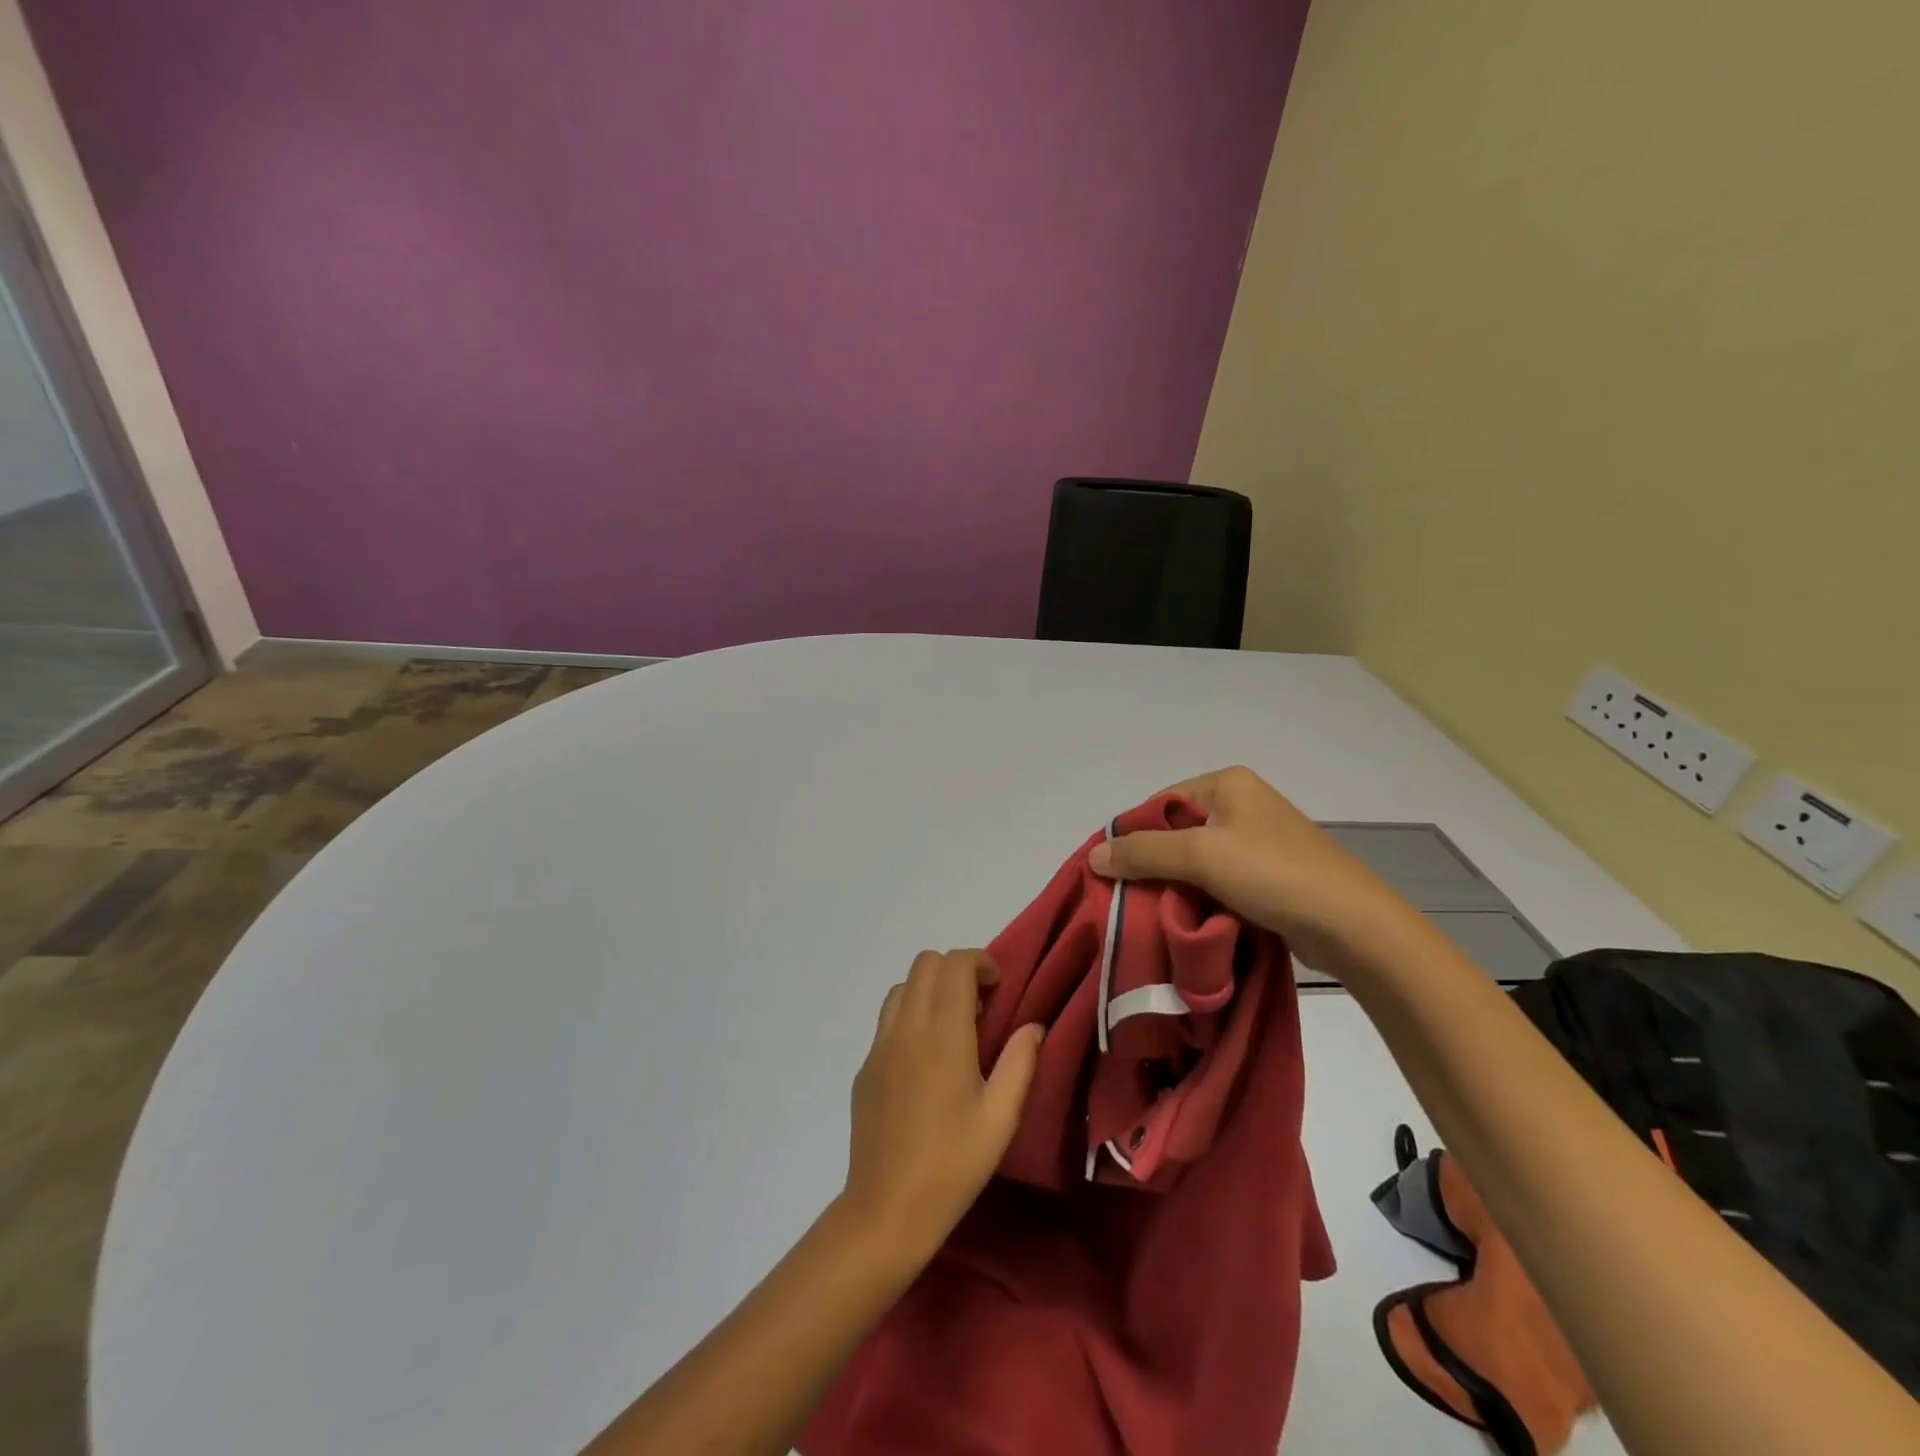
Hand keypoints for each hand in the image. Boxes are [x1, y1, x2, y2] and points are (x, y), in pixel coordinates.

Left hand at [841, 950, 1043, 1261]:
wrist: (886, 1209)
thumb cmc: (953, 1164)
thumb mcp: (1000, 1117)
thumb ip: (1020, 1062)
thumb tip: (1033, 1026)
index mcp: (942, 1033)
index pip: (954, 964)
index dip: (979, 962)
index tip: (998, 989)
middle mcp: (906, 1027)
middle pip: (925, 963)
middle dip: (955, 970)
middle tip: (978, 1007)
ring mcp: (879, 1045)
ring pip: (902, 987)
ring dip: (929, 990)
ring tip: (951, 1029)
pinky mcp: (865, 1067)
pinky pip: (888, 1019)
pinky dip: (910, 1017)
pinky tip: (925, 1061)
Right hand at [1087, 766, 1437, 980]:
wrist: (1352, 926)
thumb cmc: (1273, 874)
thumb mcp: (1199, 856)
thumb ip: (1143, 853)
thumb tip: (1094, 856)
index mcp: (1226, 783)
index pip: (1159, 803)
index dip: (1132, 836)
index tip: (1112, 873)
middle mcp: (1241, 804)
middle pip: (1176, 832)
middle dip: (1153, 864)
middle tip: (1128, 898)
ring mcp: (1257, 840)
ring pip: (1195, 860)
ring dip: (1176, 886)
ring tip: (1154, 914)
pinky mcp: (1268, 874)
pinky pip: (1218, 880)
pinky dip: (1201, 898)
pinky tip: (1188, 920)